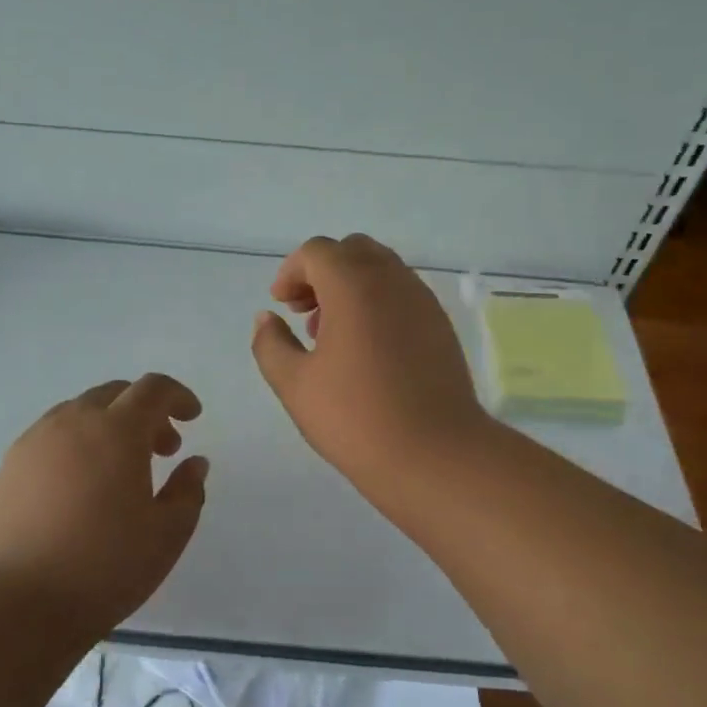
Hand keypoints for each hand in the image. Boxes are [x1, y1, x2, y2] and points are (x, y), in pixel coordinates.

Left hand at [0, 374, 208, 633]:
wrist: (14, 603)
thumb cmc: (103, 567)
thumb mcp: (167, 535)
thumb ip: (188, 492)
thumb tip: (194, 463)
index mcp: (116, 430)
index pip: (153, 389)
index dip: (178, 396)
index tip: (192, 417)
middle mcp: (72, 422)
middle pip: (114, 394)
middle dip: (144, 411)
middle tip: (162, 449)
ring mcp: (33, 442)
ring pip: (79, 413)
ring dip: (108, 426)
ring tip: (119, 470)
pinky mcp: (8, 467)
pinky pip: (51, 437)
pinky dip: (76, 445)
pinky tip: (80, 487)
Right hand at [251, 234, 491, 486]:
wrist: (435, 455)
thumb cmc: (355, 418)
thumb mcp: (294, 384)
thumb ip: (271, 343)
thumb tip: (266, 318)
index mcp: (354, 285)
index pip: (317, 251)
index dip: (291, 272)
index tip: (281, 305)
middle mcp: (392, 280)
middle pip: (352, 251)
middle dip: (322, 272)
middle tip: (304, 312)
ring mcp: (422, 301)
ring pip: (381, 270)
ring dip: (351, 287)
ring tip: (332, 335)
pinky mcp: (441, 325)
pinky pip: (403, 294)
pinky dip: (378, 303)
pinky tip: (366, 350)